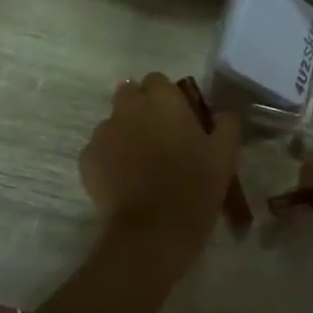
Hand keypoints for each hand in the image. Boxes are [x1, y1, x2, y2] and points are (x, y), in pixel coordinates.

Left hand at [80, 73, 240, 272]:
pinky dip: (110, 159)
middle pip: (130, 94)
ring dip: (126, 133)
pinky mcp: (86, 159)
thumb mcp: (225, 155)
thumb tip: (222, 113)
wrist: (152, 231)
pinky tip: (124, 181)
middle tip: (160, 138)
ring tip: (141, 164)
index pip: (159, 81)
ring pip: (113, 122)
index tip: (180, 119)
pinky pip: (99, 150)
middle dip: (142, 109)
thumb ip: (226, 124)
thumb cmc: (194, 188)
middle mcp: (128, 107)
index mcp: (162, 100)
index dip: (169, 97)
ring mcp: (103, 133)